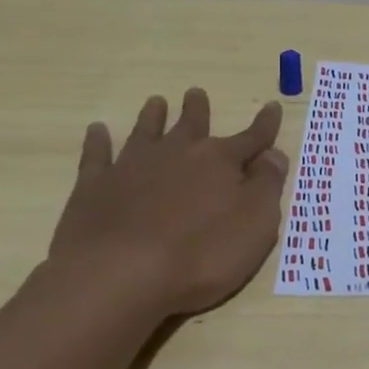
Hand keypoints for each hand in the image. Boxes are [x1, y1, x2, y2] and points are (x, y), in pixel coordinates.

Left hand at [47, 89, 288, 321]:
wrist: (118, 275)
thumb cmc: (201, 254)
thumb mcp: (256, 224)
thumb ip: (267, 186)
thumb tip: (275, 154)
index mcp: (220, 161)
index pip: (251, 138)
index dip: (265, 125)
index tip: (273, 106)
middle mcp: (177, 153)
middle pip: (192, 125)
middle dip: (198, 109)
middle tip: (196, 93)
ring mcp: (132, 167)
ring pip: (146, 131)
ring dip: (153, 116)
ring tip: (156, 102)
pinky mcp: (94, 186)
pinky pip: (97, 155)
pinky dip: (98, 141)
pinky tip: (98, 130)